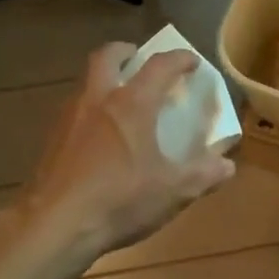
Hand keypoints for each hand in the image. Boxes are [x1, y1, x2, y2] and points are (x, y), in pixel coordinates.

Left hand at [13, 43, 234, 264]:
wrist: (53, 226)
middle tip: (138, 59)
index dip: (179, 59)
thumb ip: (203, 175)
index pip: (159, 66)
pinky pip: (74, 111)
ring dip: (104, 81)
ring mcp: (69, 118)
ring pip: (86, 83)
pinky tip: (98, 138)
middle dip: (125, 52)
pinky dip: (90, 111)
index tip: (191, 61)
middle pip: (107, 57)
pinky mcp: (51, 141)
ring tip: (120, 101)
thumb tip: (227, 166)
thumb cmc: (118, 200)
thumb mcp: (172, 191)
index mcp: (131, 104)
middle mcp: (98, 100)